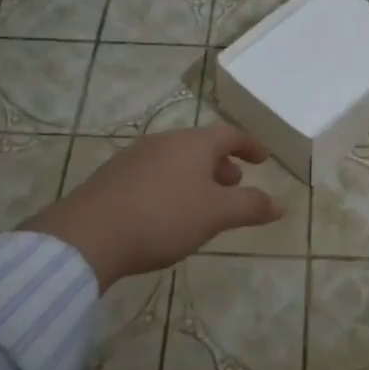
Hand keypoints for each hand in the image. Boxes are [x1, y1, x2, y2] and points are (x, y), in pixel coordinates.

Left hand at [22, 125, 283, 286]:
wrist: (89, 235)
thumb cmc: (162, 217)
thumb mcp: (215, 214)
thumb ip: (250, 206)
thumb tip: (280, 204)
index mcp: (192, 143)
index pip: (229, 134)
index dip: (250, 145)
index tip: (263, 158)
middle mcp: (163, 142)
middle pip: (200, 146)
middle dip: (222, 164)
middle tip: (235, 184)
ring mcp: (134, 157)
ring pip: (176, 160)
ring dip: (196, 177)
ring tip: (203, 203)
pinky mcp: (113, 178)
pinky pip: (154, 174)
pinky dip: (172, 186)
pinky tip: (167, 213)